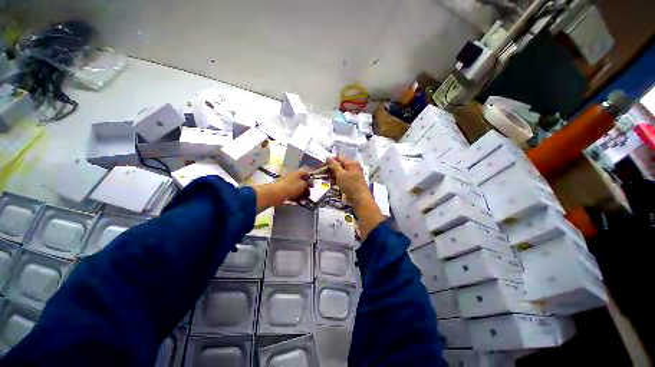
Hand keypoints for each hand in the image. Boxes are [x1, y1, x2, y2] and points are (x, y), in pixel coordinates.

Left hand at [254, 169, 308, 211]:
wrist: (275, 194)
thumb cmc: (290, 187)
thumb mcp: (302, 185)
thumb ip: (307, 184)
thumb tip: (307, 184)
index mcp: (297, 173)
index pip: (305, 173)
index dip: (310, 178)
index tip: (312, 185)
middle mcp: (292, 177)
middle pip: (301, 182)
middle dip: (305, 188)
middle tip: (308, 194)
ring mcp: (287, 184)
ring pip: (296, 188)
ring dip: (301, 194)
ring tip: (304, 200)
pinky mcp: (283, 191)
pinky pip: (291, 193)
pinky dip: (295, 197)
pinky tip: (297, 201)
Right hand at [326, 156, 369, 205]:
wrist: (359, 199)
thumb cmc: (350, 185)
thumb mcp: (341, 174)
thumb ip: (334, 165)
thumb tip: (328, 157)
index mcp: (351, 163)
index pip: (338, 158)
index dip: (329, 161)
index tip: (321, 166)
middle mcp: (352, 167)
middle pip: (339, 164)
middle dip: (330, 168)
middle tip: (322, 173)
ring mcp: (352, 174)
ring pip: (340, 171)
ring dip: (332, 174)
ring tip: (325, 178)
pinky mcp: (351, 181)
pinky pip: (342, 177)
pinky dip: (336, 179)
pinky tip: (331, 182)